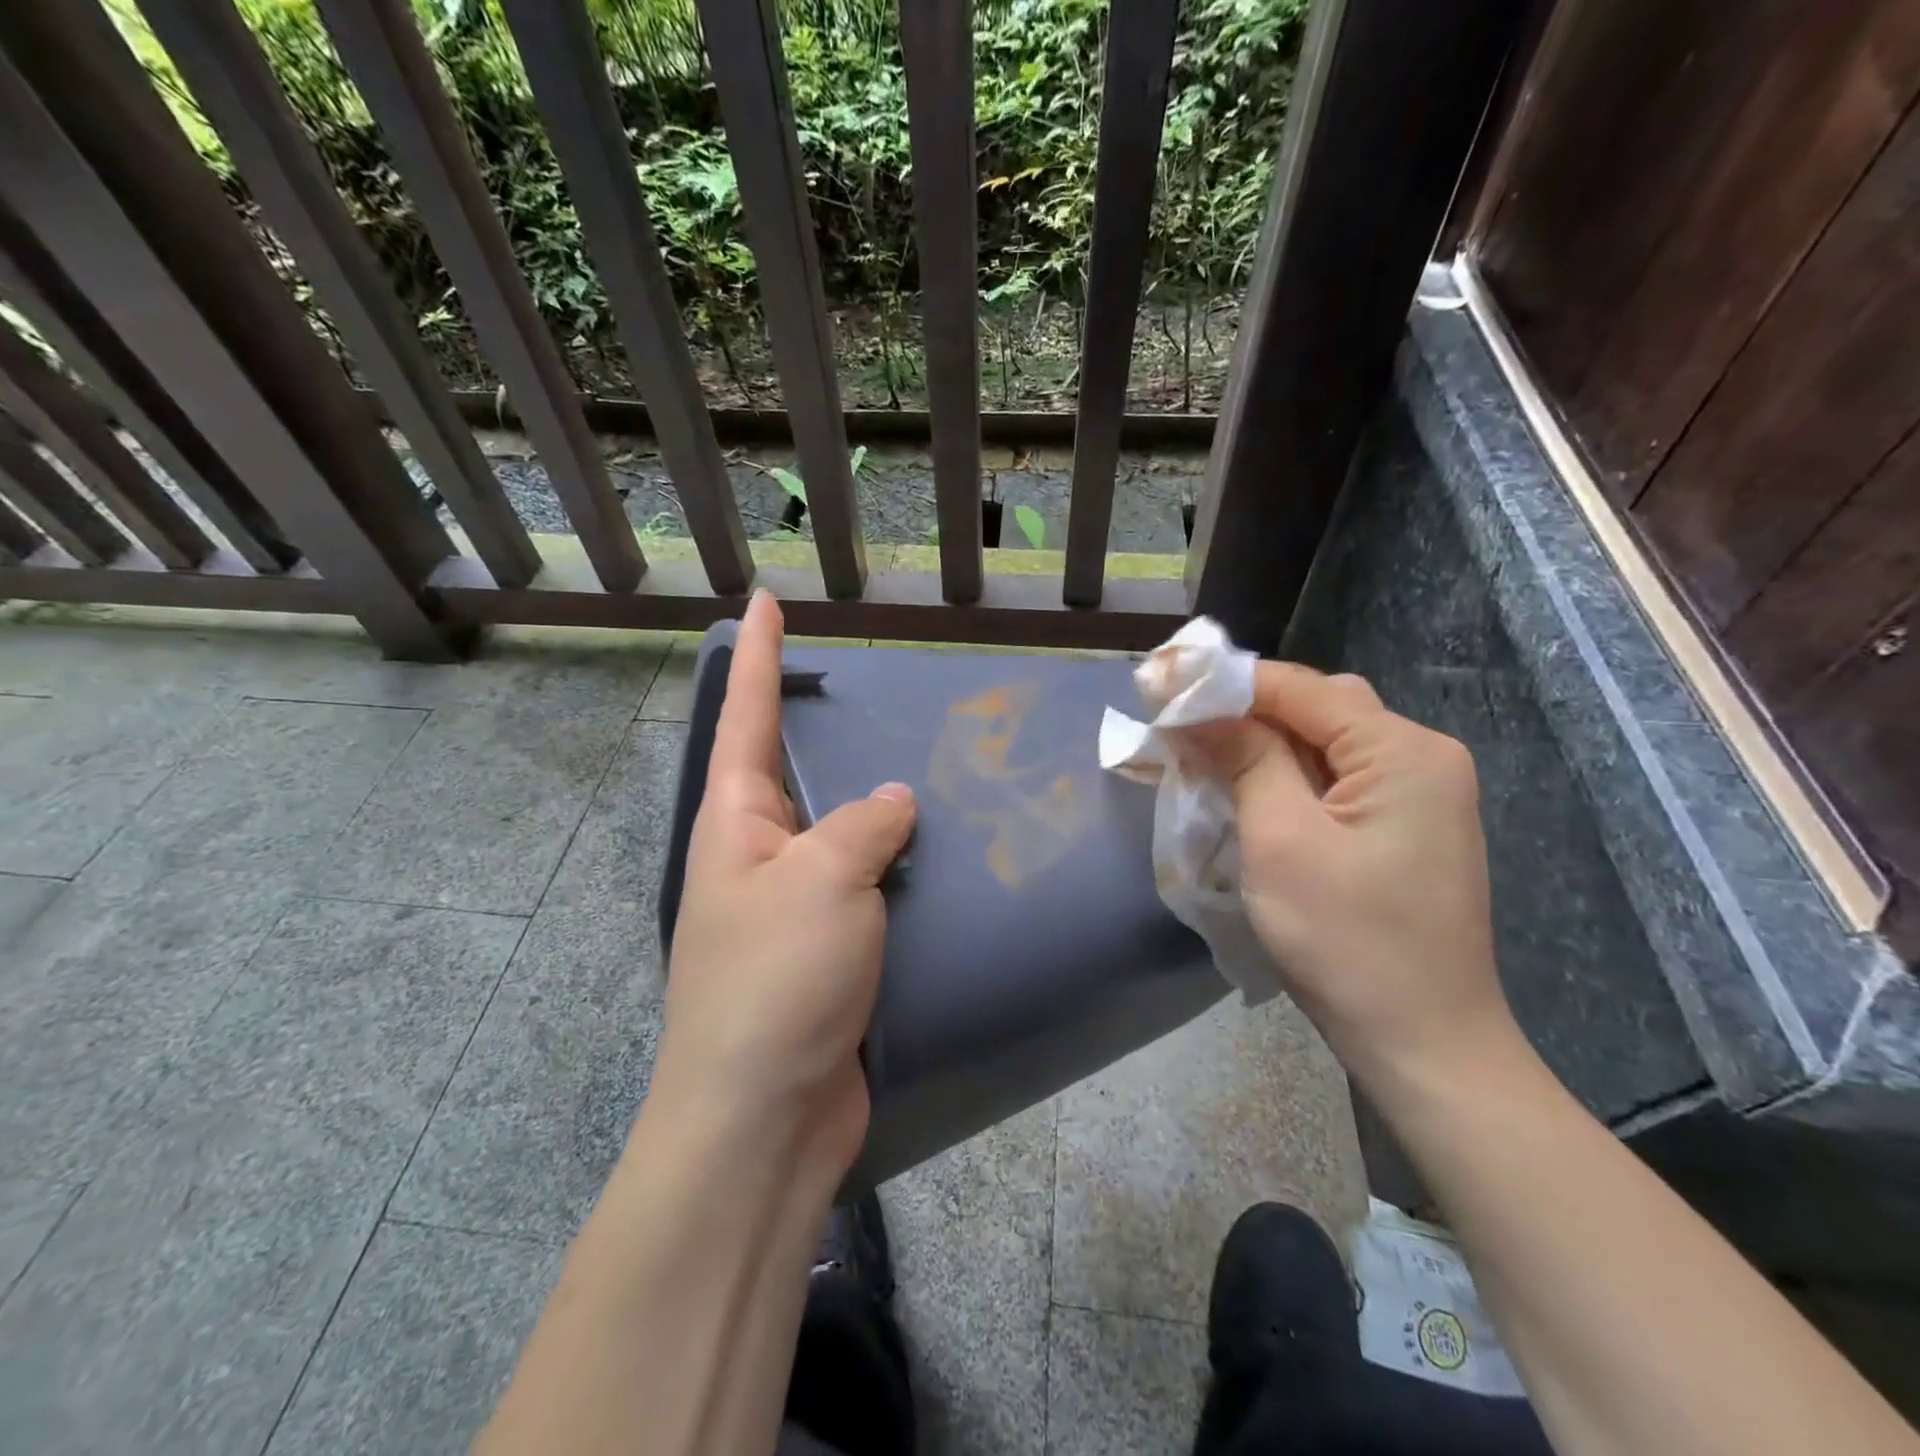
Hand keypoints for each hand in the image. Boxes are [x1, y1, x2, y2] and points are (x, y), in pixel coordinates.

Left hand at [655, 590, 915, 1178]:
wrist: (765, 1120)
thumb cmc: (776, 981)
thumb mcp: (821, 880)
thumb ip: (862, 825)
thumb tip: (893, 801)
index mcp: (736, 823)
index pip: (747, 717)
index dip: (760, 656)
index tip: (768, 601)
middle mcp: (760, 857)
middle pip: (795, 772)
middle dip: (823, 727)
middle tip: (874, 688)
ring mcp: (795, 908)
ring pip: (842, 833)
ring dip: (878, 805)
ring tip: (933, 764)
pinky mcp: (830, 953)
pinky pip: (869, 889)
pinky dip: (900, 867)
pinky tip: (945, 853)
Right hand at [1183, 664, 1513, 1088]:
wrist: (1425, 1044)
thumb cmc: (1348, 942)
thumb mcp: (1281, 841)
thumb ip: (1246, 759)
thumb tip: (1199, 709)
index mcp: (1402, 750)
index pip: (1300, 687)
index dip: (1226, 681)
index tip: (1160, 685)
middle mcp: (1422, 756)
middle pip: (1318, 707)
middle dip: (1244, 709)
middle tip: (1178, 722)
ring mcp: (1420, 793)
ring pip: (1325, 742)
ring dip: (1262, 742)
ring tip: (1200, 750)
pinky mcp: (1406, 826)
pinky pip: (1337, 777)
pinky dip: (1287, 774)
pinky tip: (1247, 787)